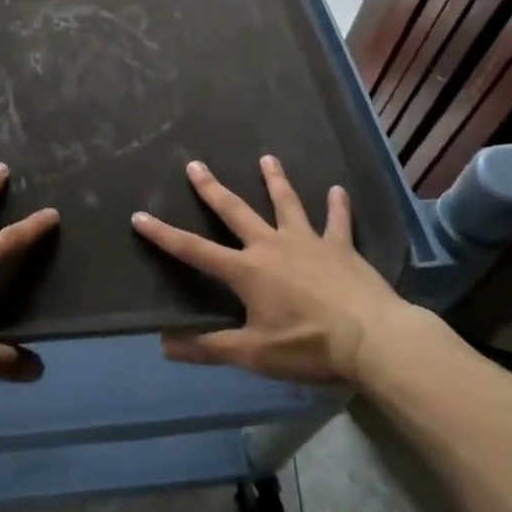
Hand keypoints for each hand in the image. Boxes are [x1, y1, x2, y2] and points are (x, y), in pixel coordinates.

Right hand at [131, 156, 424, 384]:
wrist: (372, 339)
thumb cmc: (309, 346)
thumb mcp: (254, 354)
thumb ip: (209, 348)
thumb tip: (164, 344)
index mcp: (246, 270)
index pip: (194, 250)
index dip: (163, 234)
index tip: (139, 215)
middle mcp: (271, 245)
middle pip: (235, 211)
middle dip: (212, 188)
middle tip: (195, 164)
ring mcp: (308, 241)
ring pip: (286, 203)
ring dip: (275, 181)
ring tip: (267, 158)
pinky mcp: (340, 247)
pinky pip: (338, 222)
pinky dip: (337, 206)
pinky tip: (338, 190)